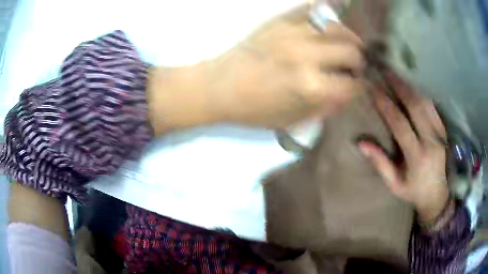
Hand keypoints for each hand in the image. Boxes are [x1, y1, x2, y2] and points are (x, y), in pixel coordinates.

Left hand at [206, 5, 365, 128]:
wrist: (218, 86)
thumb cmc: (253, 109)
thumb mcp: (291, 120)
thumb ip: (324, 108)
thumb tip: (345, 94)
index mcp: (310, 86)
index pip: (352, 85)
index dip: (360, 87)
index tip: (359, 86)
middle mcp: (307, 56)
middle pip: (352, 52)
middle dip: (359, 62)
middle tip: (355, 66)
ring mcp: (293, 33)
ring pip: (338, 28)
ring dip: (348, 39)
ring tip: (346, 46)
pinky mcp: (280, 21)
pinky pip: (311, 9)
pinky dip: (325, 15)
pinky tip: (328, 25)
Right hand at [358, 73, 450, 223]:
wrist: (437, 195)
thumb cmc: (413, 191)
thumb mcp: (394, 184)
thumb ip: (380, 163)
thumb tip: (361, 143)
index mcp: (417, 156)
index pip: (400, 124)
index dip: (385, 104)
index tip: (372, 88)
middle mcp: (431, 141)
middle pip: (415, 106)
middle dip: (399, 86)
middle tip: (385, 71)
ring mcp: (440, 133)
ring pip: (425, 103)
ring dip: (410, 86)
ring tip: (397, 74)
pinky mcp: (443, 130)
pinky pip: (432, 106)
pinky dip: (421, 93)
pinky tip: (412, 86)